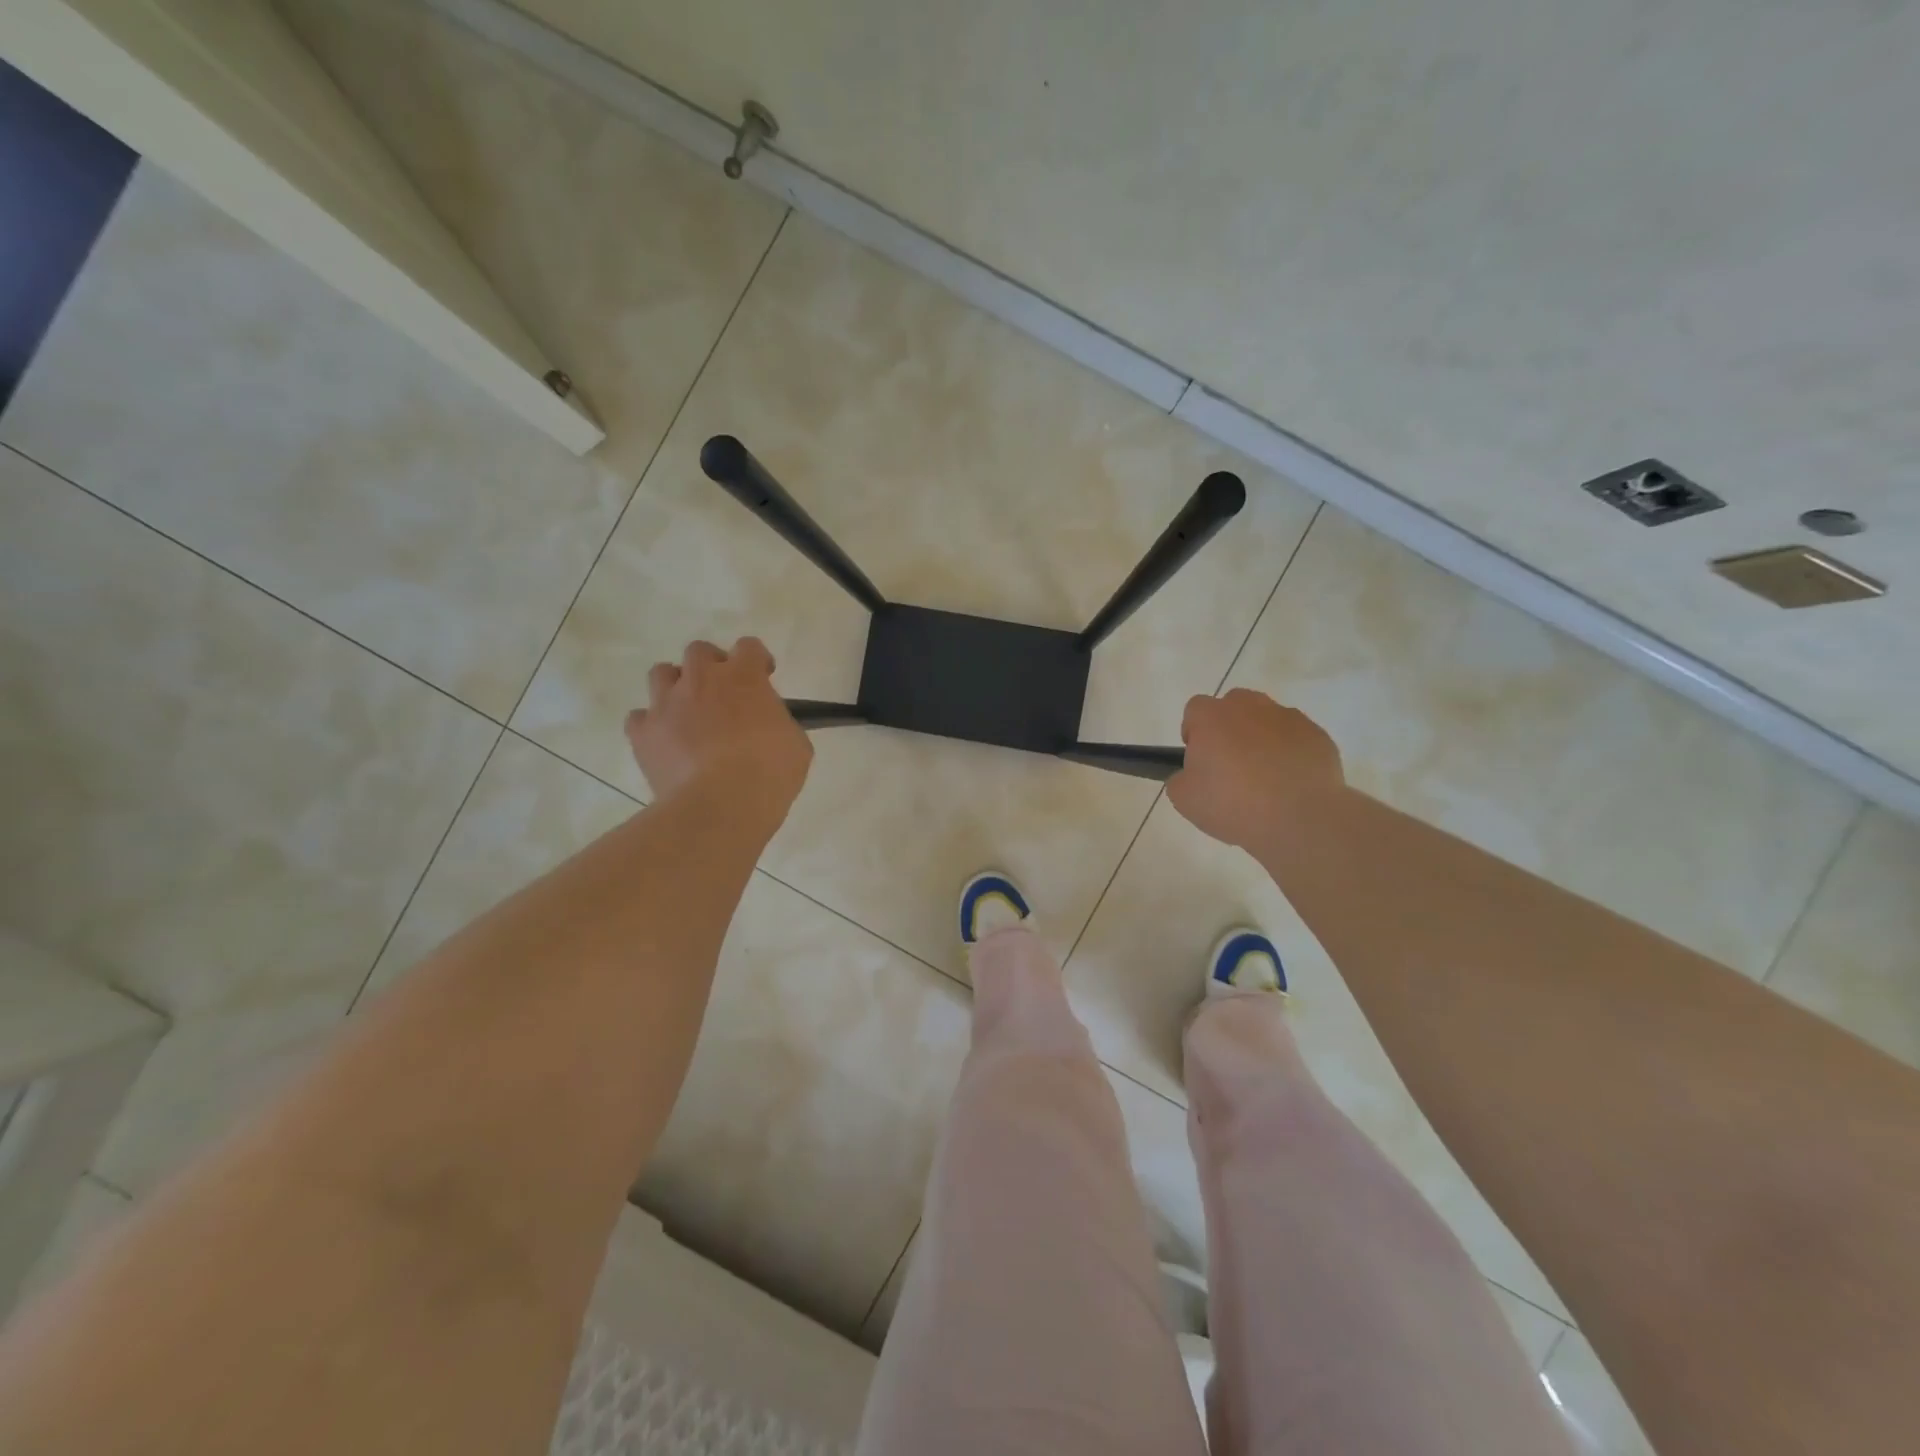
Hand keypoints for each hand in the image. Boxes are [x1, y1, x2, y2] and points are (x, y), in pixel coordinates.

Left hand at [625, 638, 812, 812]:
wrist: (720, 805)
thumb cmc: (770, 773)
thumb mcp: (796, 745)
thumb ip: (781, 724)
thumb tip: (771, 728)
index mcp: (744, 677)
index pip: (749, 646)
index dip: (757, 661)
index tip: (764, 678)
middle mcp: (701, 680)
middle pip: (699, 651)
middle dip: (711, 667)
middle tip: (723, 694)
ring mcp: (666, 704)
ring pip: (661, 673)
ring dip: (675, 687)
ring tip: (687, 713)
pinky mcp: (643, 733)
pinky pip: (639, 718)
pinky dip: (651, 725)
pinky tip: (664, 742)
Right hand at [1167, 689, 1344, 853]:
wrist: (1300, 818)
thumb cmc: (1233, 804)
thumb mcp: (1184, 799)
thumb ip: (1179, 778)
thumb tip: (1190, 773)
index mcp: (1212, 717)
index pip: (1194, 710)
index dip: (1194, 733)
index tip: (1200, 760)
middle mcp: (1249, 707)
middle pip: (1233, 706)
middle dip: (1228, 728)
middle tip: (1230, 765)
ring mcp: (1287, 717)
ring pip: (1266, 719)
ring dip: (1260, 738)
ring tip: (1264, 776)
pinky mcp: (1317, 735)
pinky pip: (1295, 737)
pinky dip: (1290, 752)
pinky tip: (1290, 782)